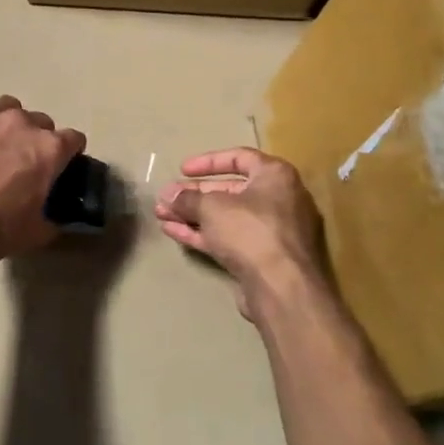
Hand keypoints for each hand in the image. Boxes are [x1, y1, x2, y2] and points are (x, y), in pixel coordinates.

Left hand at [0, 77, 85, 266]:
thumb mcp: (34, 233)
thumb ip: (52, 219)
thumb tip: (57, 218)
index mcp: (49, 149)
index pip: (74, 139)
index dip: (68, 154)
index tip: (59, 168)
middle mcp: (23, 122)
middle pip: (41, 121)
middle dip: (35, 139)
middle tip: (19, 163)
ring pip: (7, 105)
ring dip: (5, 121)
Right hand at [156, 149, 328, 317]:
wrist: (281, 287)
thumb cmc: (250, 231)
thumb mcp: (212, 207)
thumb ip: (187, 199)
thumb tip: (168, 195)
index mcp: (275, 176)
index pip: (240, 157)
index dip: (208, 161)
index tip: (182, 170)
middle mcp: (278, 200)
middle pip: (230, 191)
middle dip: (194, 195)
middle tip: (167, 198)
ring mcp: (271, 232)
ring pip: (226, 218)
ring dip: (193, 215)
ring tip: (162, 215)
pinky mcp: (262, 258)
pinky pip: (228, 239)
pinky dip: (202, 234)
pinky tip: (173, 232)